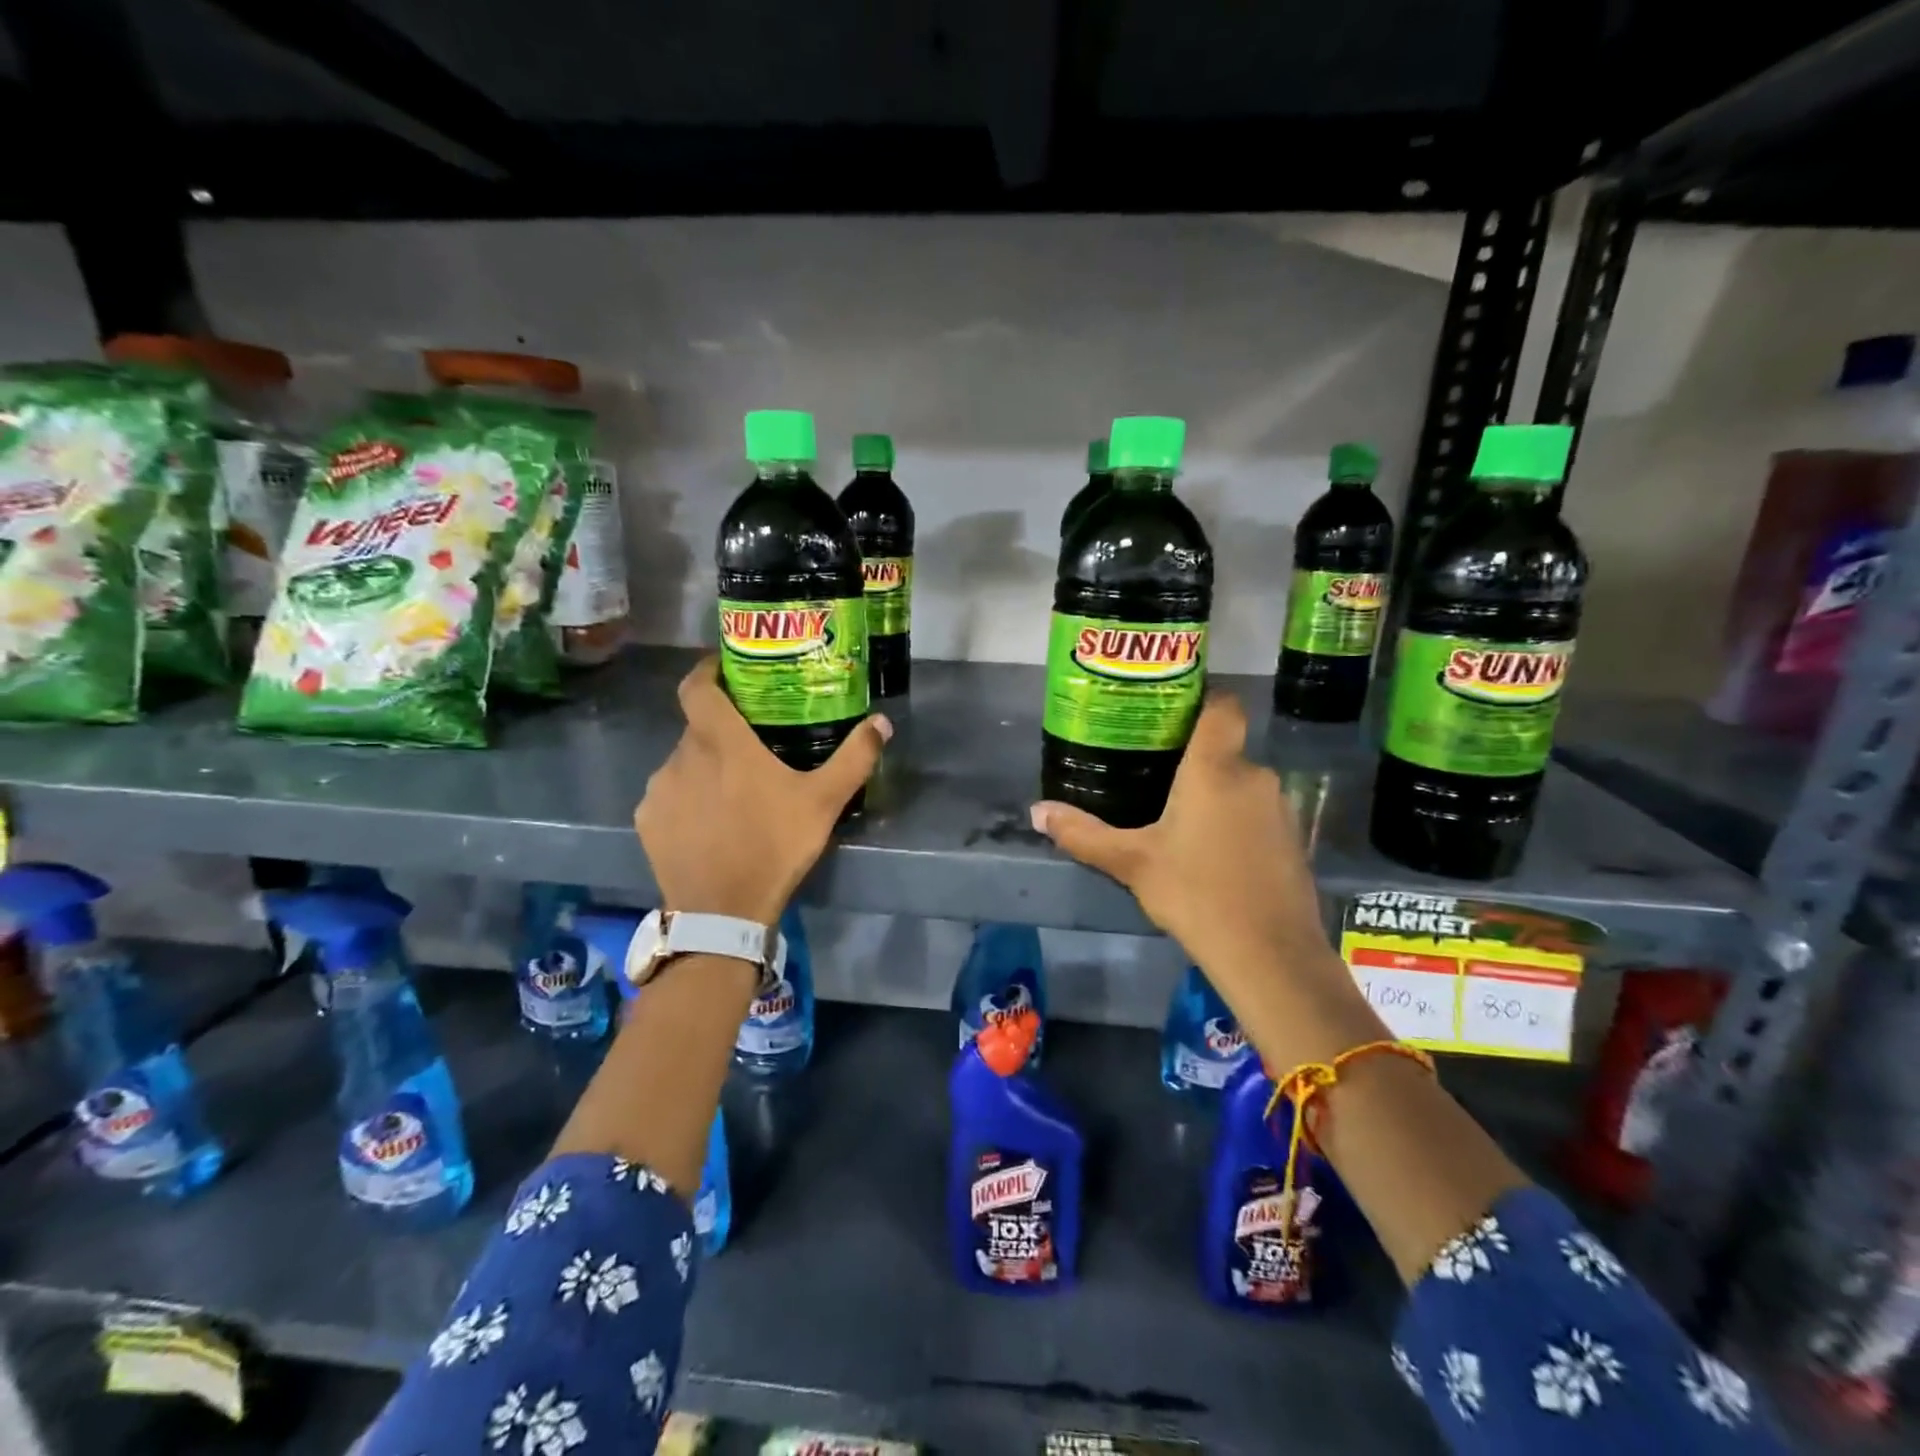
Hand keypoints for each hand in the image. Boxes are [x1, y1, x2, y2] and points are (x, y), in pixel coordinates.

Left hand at [637, 655, 889, 924]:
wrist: (723, 912)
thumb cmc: (774, 846)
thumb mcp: (824, 802)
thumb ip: (854, 757)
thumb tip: (882, 722)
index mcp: (721, 742)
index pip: (697, 686)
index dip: (706, 671)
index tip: (723, 670)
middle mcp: (681, 756)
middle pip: (697, 728)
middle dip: (721, 731)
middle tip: (751, 747)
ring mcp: (658, 790)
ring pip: (682, 763)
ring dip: (703, 768)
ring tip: (732, 792)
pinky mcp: (646, 821)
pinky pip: (667, 796)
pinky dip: (686, 799)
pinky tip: (708, 823)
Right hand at [1030, 694, 1333, 996]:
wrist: (1269, 954)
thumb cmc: (1195, 893)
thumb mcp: (1131, 863)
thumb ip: (1083, 833)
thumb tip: (1037, 812)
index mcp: (1214, 769)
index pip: (1222, 707)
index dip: (1201, 701)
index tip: (1170, 715)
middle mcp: (1254, 776)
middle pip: (1224, 749)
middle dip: (1193, 761)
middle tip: (1154, 777)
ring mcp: (1279, 808)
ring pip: (1241, 784)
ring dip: (1215, 794)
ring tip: (1177, 819)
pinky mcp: (1293, 839)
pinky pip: (1257, 813)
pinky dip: (1236, 821)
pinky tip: (1212, 853)